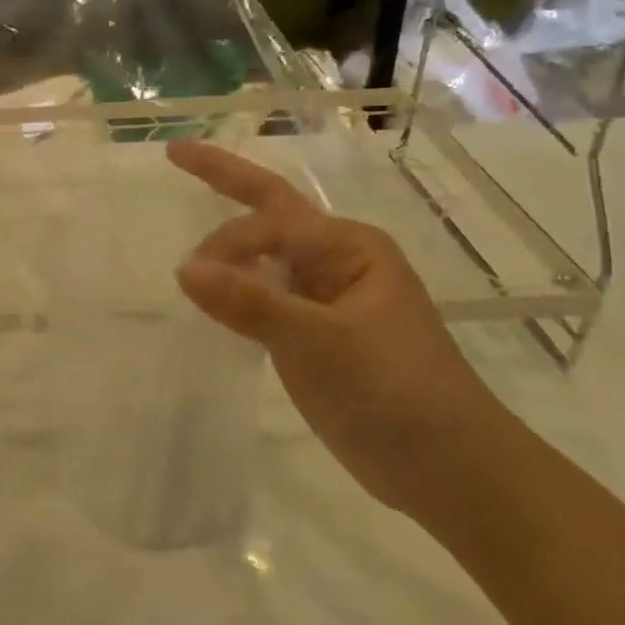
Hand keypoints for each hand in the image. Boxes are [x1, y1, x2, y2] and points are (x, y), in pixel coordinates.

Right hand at [167, 141, 510, 514]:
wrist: (449, 470)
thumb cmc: (395, 392)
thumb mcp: (320, 343)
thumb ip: (250, 302)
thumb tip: (183, 268)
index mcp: (350, 248)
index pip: (269, 224)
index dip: (227, 243)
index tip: (191, 278)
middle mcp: (336, 261)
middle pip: (270, 210)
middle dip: (224, 180)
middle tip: (176, 153)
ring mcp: (323, 298)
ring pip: (263, 254)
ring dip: (227, 239)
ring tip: (184, 217)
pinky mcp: (312, 334)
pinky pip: (262, 294)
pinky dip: (233, 286)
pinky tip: (208, 290)